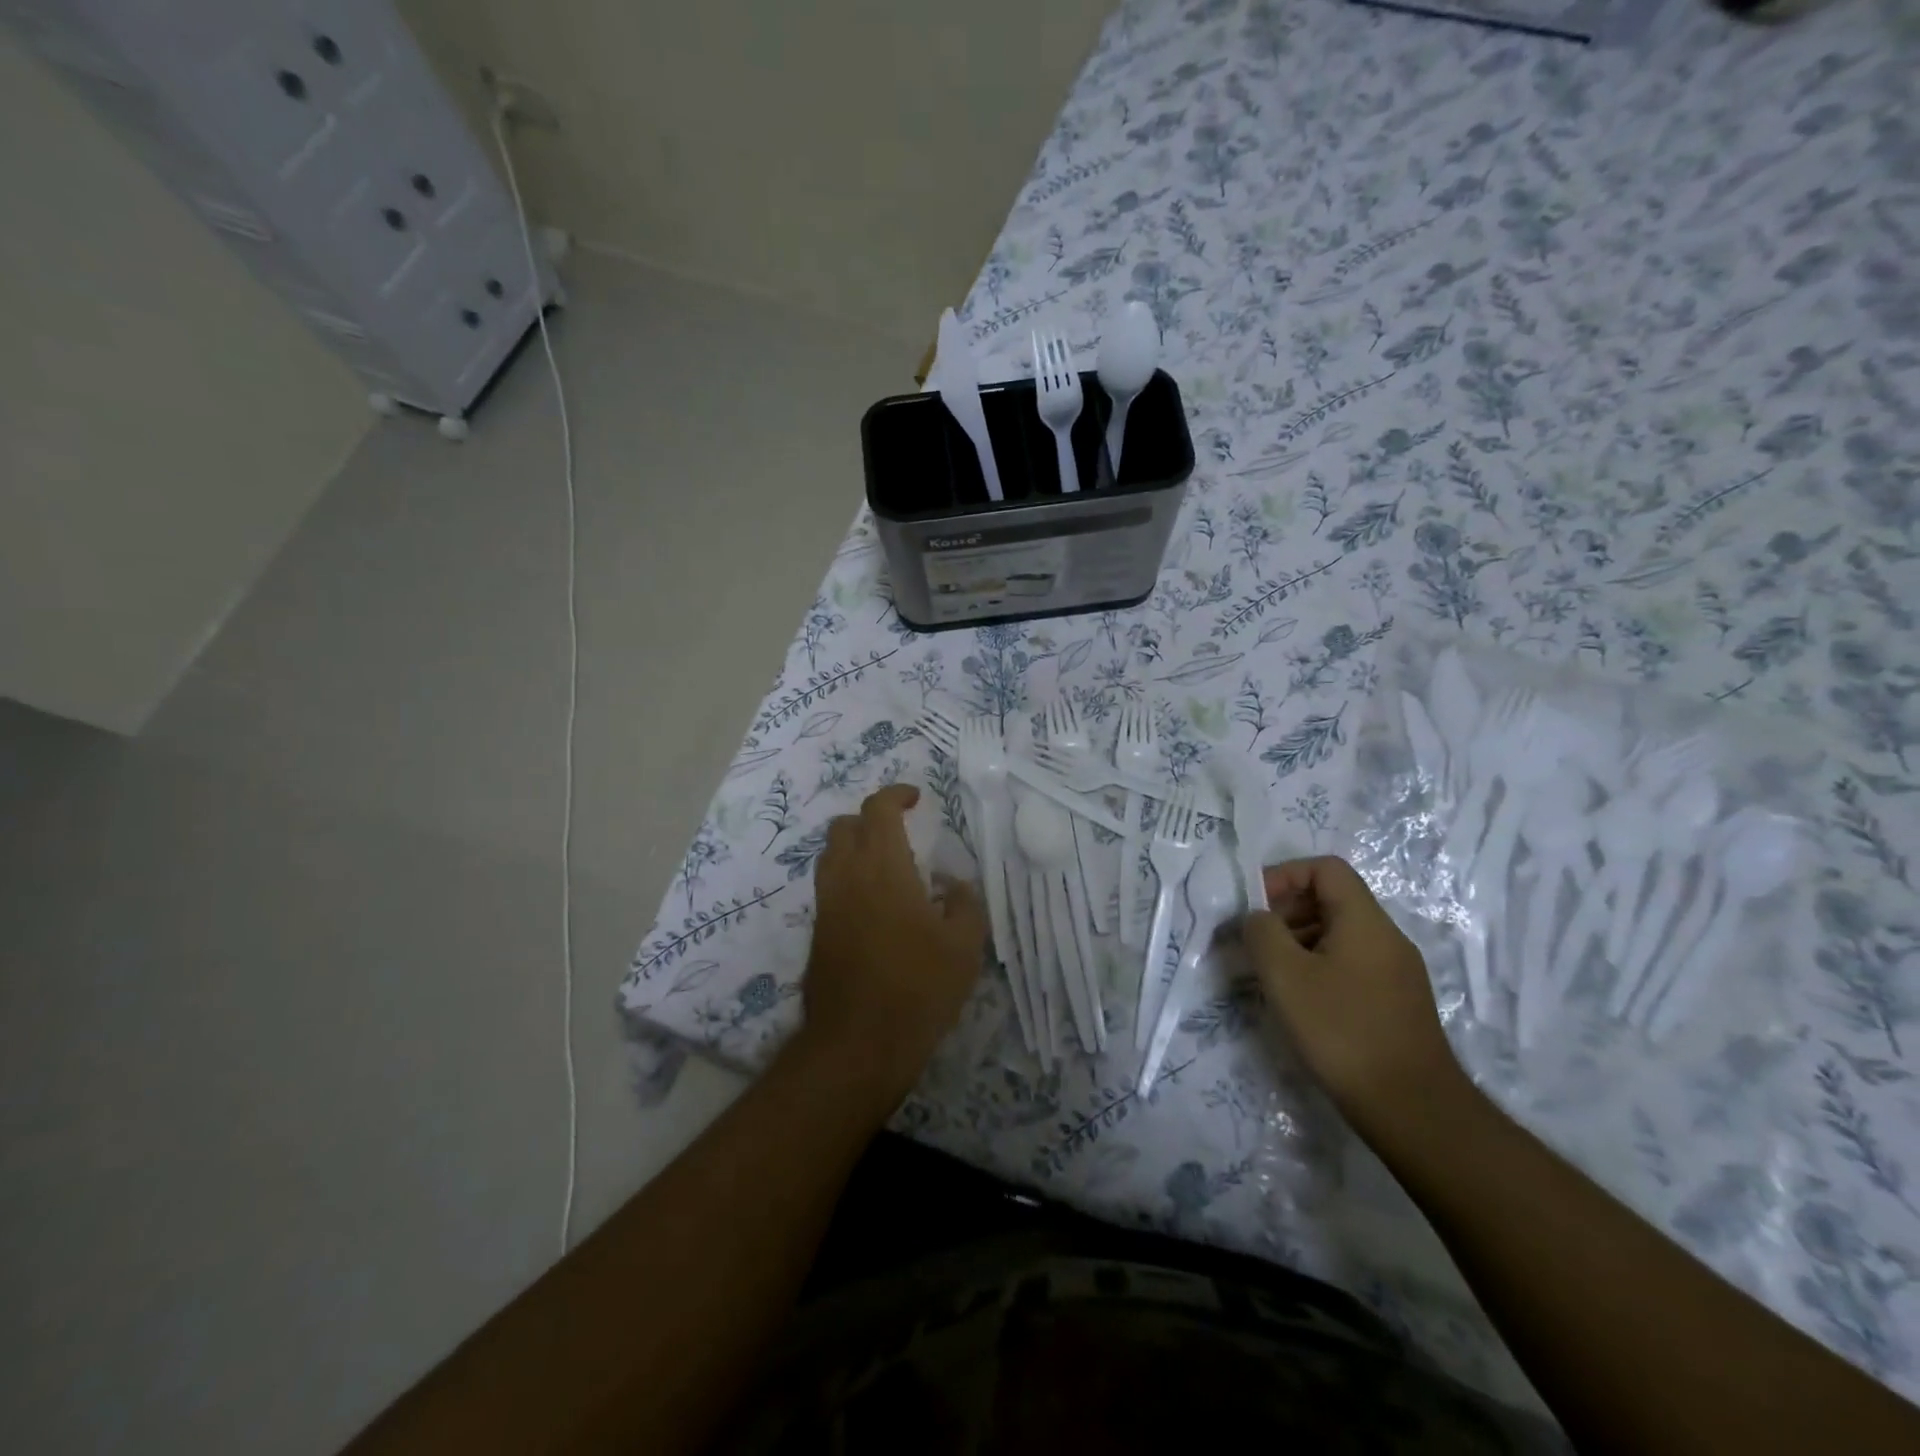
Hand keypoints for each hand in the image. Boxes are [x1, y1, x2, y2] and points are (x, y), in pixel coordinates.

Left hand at [802, 784, 986, 1103]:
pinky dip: (850, 880)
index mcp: (882, 867)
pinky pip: (830, 888)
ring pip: (831, 856)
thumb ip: (964, 902)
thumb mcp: (964, 945)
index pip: (877, 809)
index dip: (895, 795)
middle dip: (870, 819)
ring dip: (856, 849)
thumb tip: (951, 883)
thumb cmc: (918, 987)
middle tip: (901, 833)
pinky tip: (878, 909)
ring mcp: (826, 906)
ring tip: (890, 870)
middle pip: (844, 826)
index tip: (916, 799)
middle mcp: (846, 877)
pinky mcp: (817, 934)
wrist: (858, 1044)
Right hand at [1242, 856, 1462, 1132]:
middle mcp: (1387, 938)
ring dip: (1297, 941)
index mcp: (1365, 921)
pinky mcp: (1395, 1003)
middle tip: (1253, 941)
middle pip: (1332, 900)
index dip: (1284, 875)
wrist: (1412, 1109)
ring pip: (1338, 934)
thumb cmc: (1342, 1031)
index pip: (1325, 869)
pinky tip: (1298, 1001)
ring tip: (1268, 973)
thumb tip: (1257, 917)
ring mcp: (1396, 972)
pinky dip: (1316, 967)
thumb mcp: (1285, 975)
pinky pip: (1349, 964)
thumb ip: (1262, 932)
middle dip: (1285, 910)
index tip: (1254, 906)